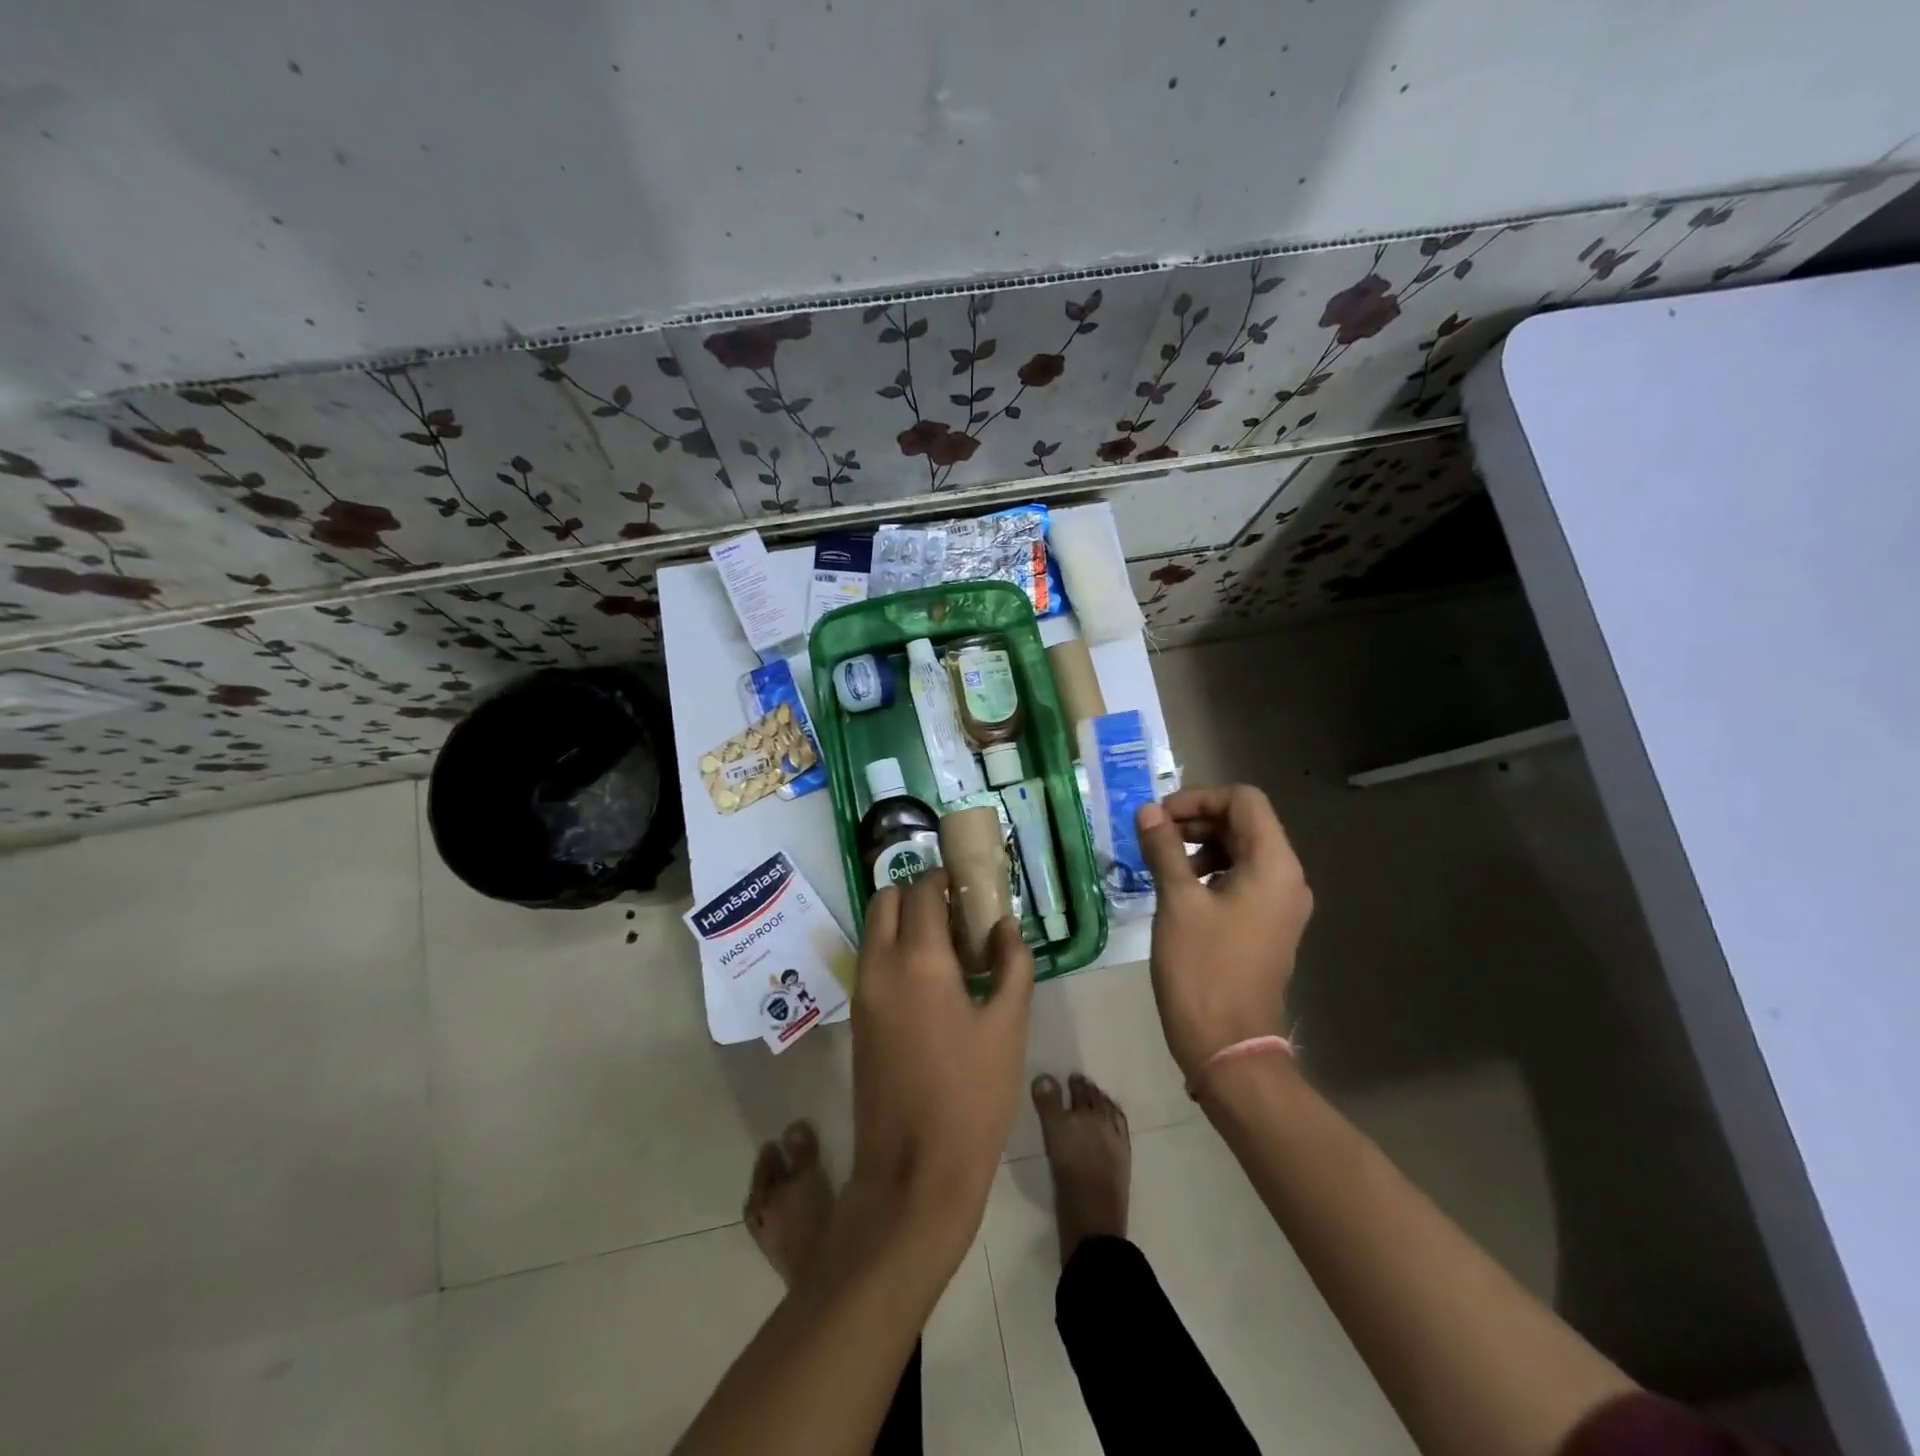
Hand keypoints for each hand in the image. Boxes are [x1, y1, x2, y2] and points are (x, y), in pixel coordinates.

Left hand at [849, 869, 1034, 1250]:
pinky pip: (872, 962)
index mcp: (918, 960)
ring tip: (950, 950)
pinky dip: (894, 951)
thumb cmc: (972, 1096)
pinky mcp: (858, 1020)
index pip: (922, 890)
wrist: (914, 1172)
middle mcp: (880, 966)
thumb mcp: (1008, 1027)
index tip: (971, 887)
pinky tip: (932, 982)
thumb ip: (1012, 965)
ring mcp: (862, 993)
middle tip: (957, 915)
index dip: (946, 879)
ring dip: (904, 922)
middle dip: (918, 894)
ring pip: (874, 930)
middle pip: (886, 900)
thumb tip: (1005, 927)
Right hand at [1136, 785, 1311, 1079]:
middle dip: (1197, 820)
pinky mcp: (1267, 925)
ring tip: (1163, 863)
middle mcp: (1287, 878)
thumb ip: (1164, 848)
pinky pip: (1243, 878)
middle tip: (1154, 836)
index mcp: (1274, 865)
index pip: (1244, 800)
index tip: (1159, 818)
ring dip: (1202, 845)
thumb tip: (1148, 811)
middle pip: (1245, 823)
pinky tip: (1181, 889)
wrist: (1228, 1046)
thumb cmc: (1203, 969)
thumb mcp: (1177, 901)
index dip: (1199, 798)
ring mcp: (1280, 904)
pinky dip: (1211, 870)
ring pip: (1242, 850)